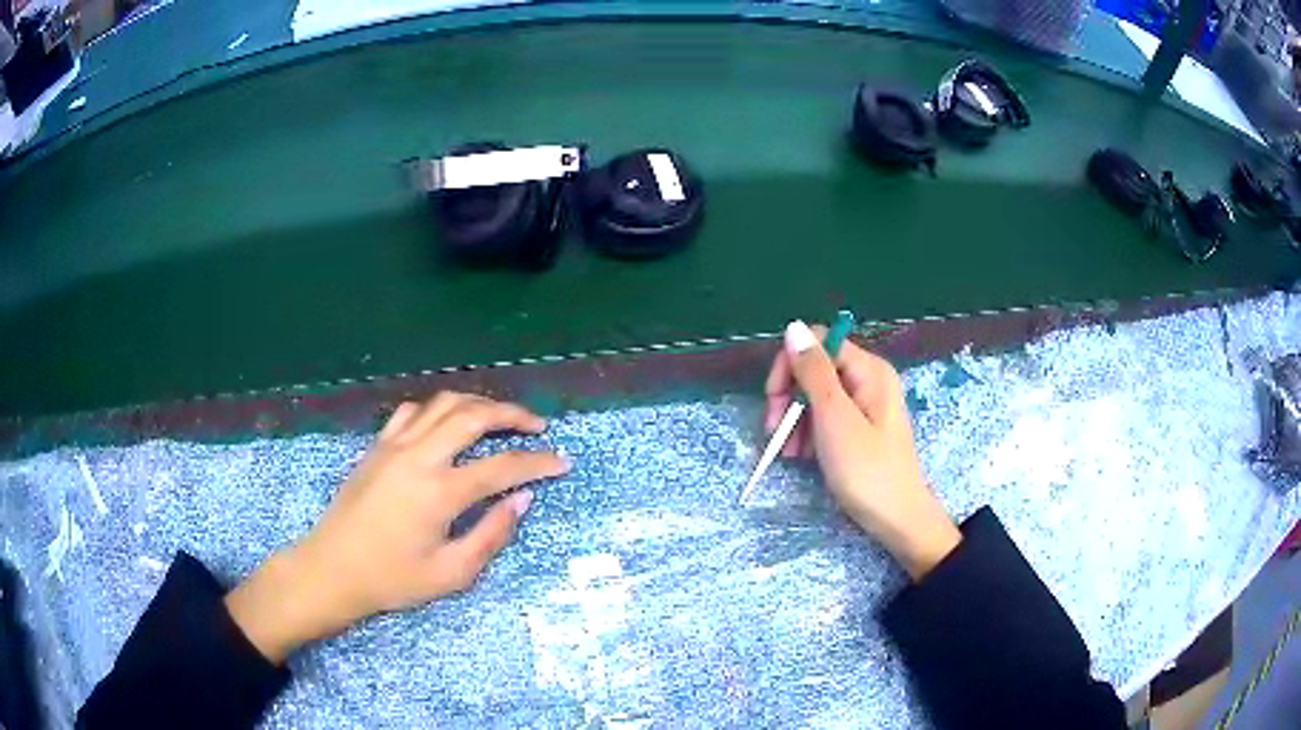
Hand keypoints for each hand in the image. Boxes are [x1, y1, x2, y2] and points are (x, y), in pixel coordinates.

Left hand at [225, 393, 569, 663]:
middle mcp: (419, 456)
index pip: (502, 466)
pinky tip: (447, 423)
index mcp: (440, 492)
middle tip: (537, 427)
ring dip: (477, 403)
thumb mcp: (450, 573)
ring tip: (499, 418)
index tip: (562, 463)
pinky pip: (412, 411)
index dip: (538, 463)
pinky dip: (438, 409)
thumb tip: (522, 500)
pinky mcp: (377, 446)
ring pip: (443, 403)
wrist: (333, 568)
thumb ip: (491, 535)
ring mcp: (394, 445)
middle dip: (513, 415)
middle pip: (474, 415)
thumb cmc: (392, 578)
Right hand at [764, 320, 960, 579]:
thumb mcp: (835, 419)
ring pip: (817, 395)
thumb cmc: (867, 470)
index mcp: (869, 370)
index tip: (773, 400)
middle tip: (773, 430)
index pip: (818, 342)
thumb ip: (814, 372)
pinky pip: (827, 416)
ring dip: (795, 419)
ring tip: (788, 452)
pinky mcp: (860, 427)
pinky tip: (800, 456)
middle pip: (815, 368)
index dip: (790, 365)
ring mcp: (866, 404)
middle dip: (789, 396)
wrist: (896, 520)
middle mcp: (868, 379)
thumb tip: (794, 326)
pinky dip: (808, 433)